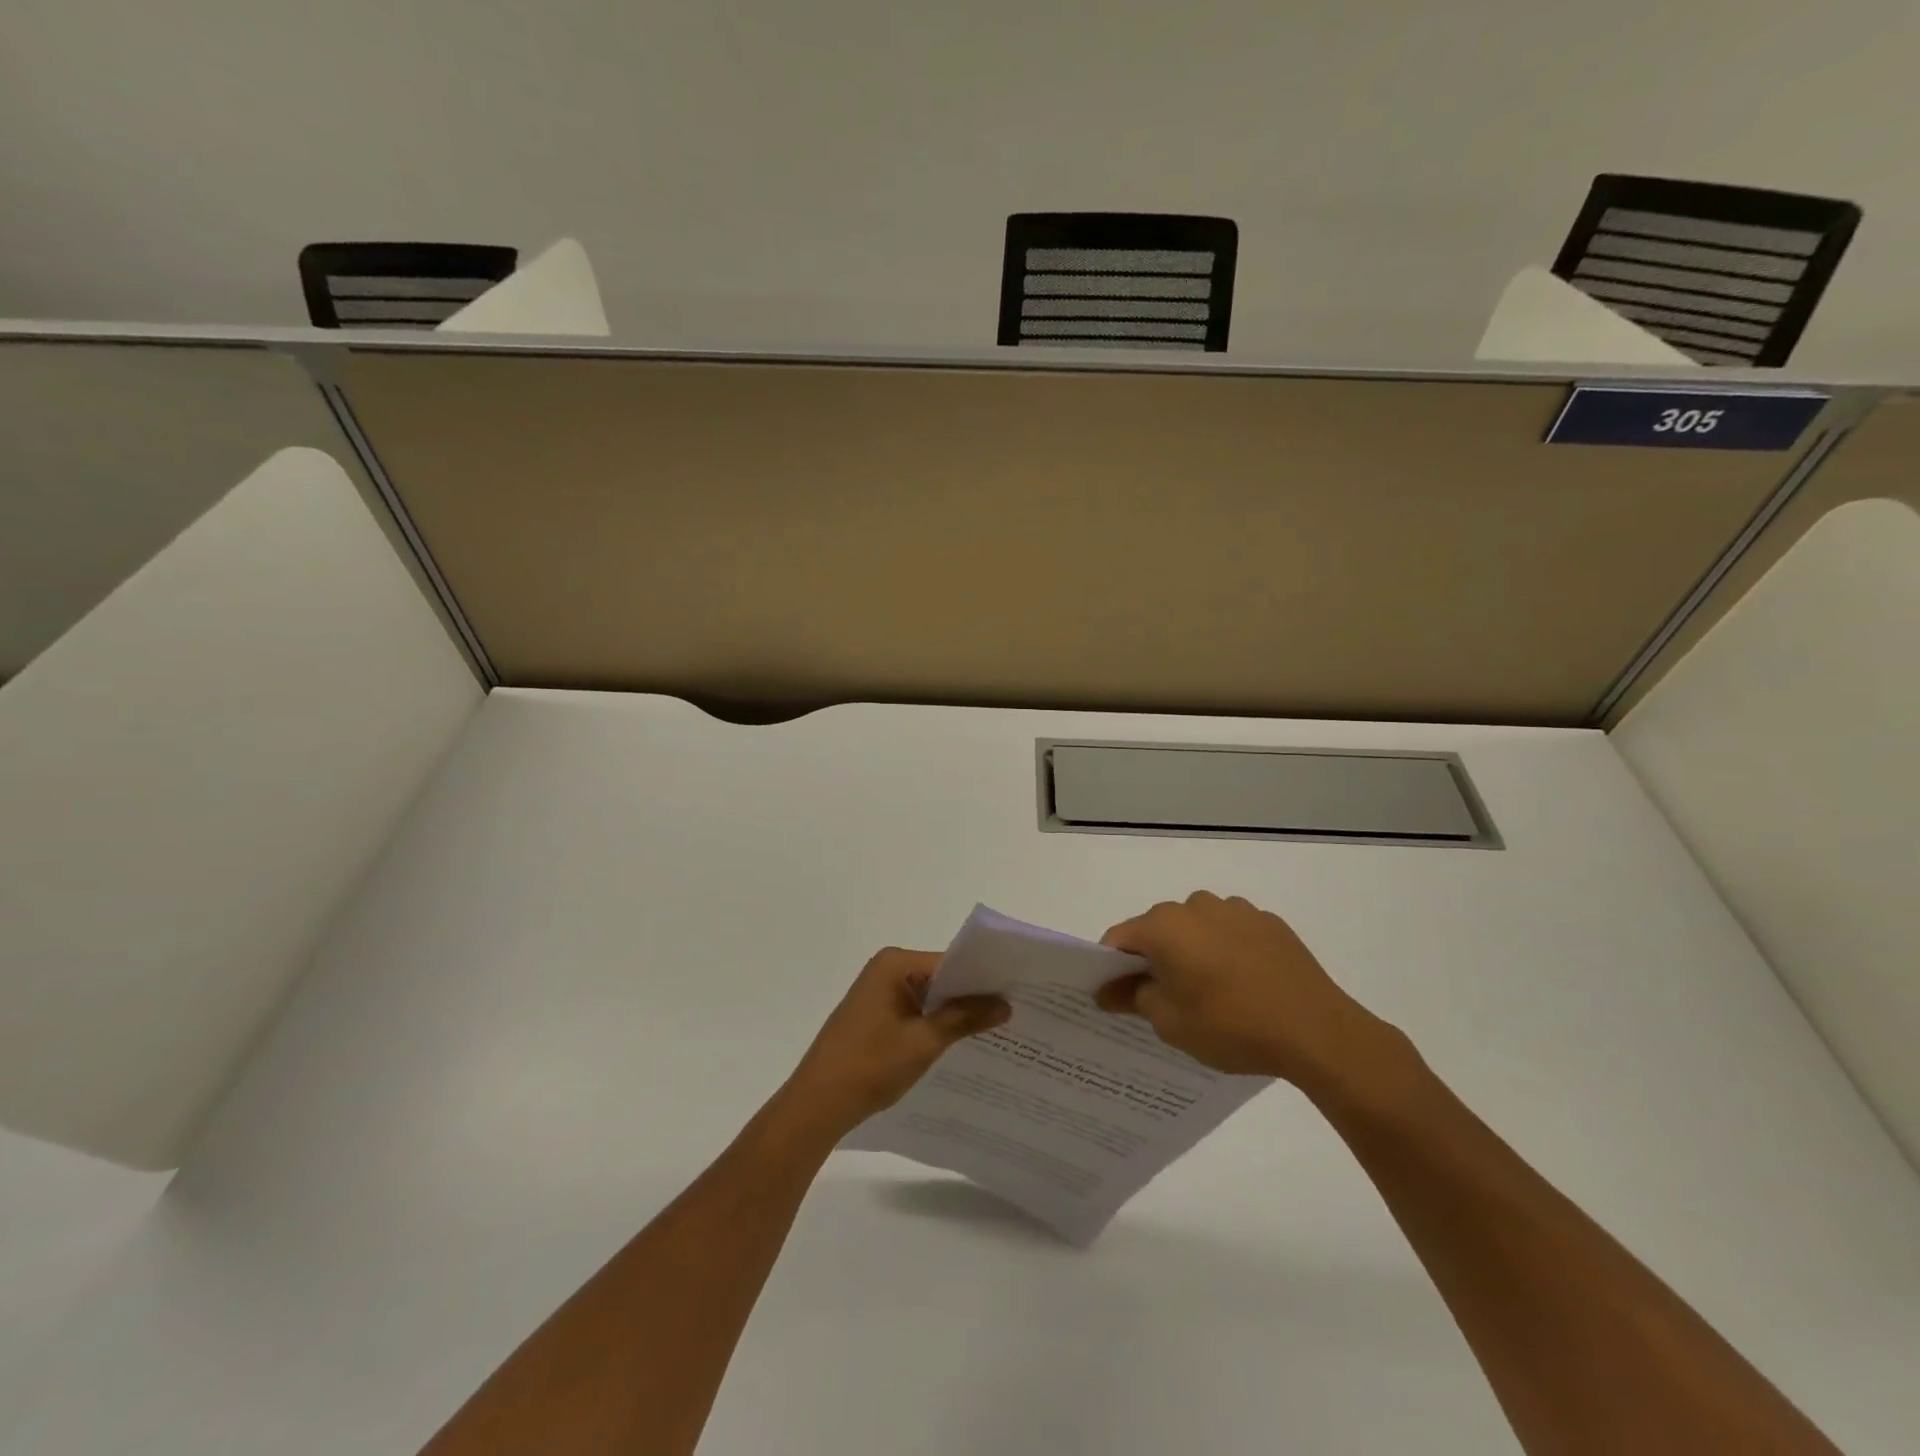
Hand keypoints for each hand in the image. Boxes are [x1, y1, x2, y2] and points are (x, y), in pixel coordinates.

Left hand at [781, 948, 1008, 1134]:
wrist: (818, 1104)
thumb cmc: (870, 1065)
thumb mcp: (924, 1041)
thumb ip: (965, 1018)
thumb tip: (1005, 1004)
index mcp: (894, 963)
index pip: (950, 962)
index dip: (982, 978)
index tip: (1016, 991)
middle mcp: (885, 969)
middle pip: (940, 977)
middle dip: (971, 995)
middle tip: (1015, 1010)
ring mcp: (878, 993)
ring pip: (929, 996)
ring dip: (954, 1012)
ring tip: (997, 1028)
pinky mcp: (874, 1016)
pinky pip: (915, 1011)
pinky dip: (935, 1023)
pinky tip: (962, 1042)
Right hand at [1097, 892, 1397, 1087]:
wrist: (1316, 1031)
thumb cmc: (1231, 1025)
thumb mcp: (1170, 1022)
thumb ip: (1132, 998)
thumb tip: (1106, 990)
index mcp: (1164, 926)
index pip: (1119, 939)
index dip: (1110, 967)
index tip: (1116, 996)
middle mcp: (1195, 906)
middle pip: (1158, 929)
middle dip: (1153, 959)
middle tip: (1163, 1000)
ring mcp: (1235, 910)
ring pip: (1196, 928)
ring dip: (1191, 952)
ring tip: (1210, 993)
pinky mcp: (1268, 922)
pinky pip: (1230, 932)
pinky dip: (1225, 951)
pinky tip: (1243, 985)